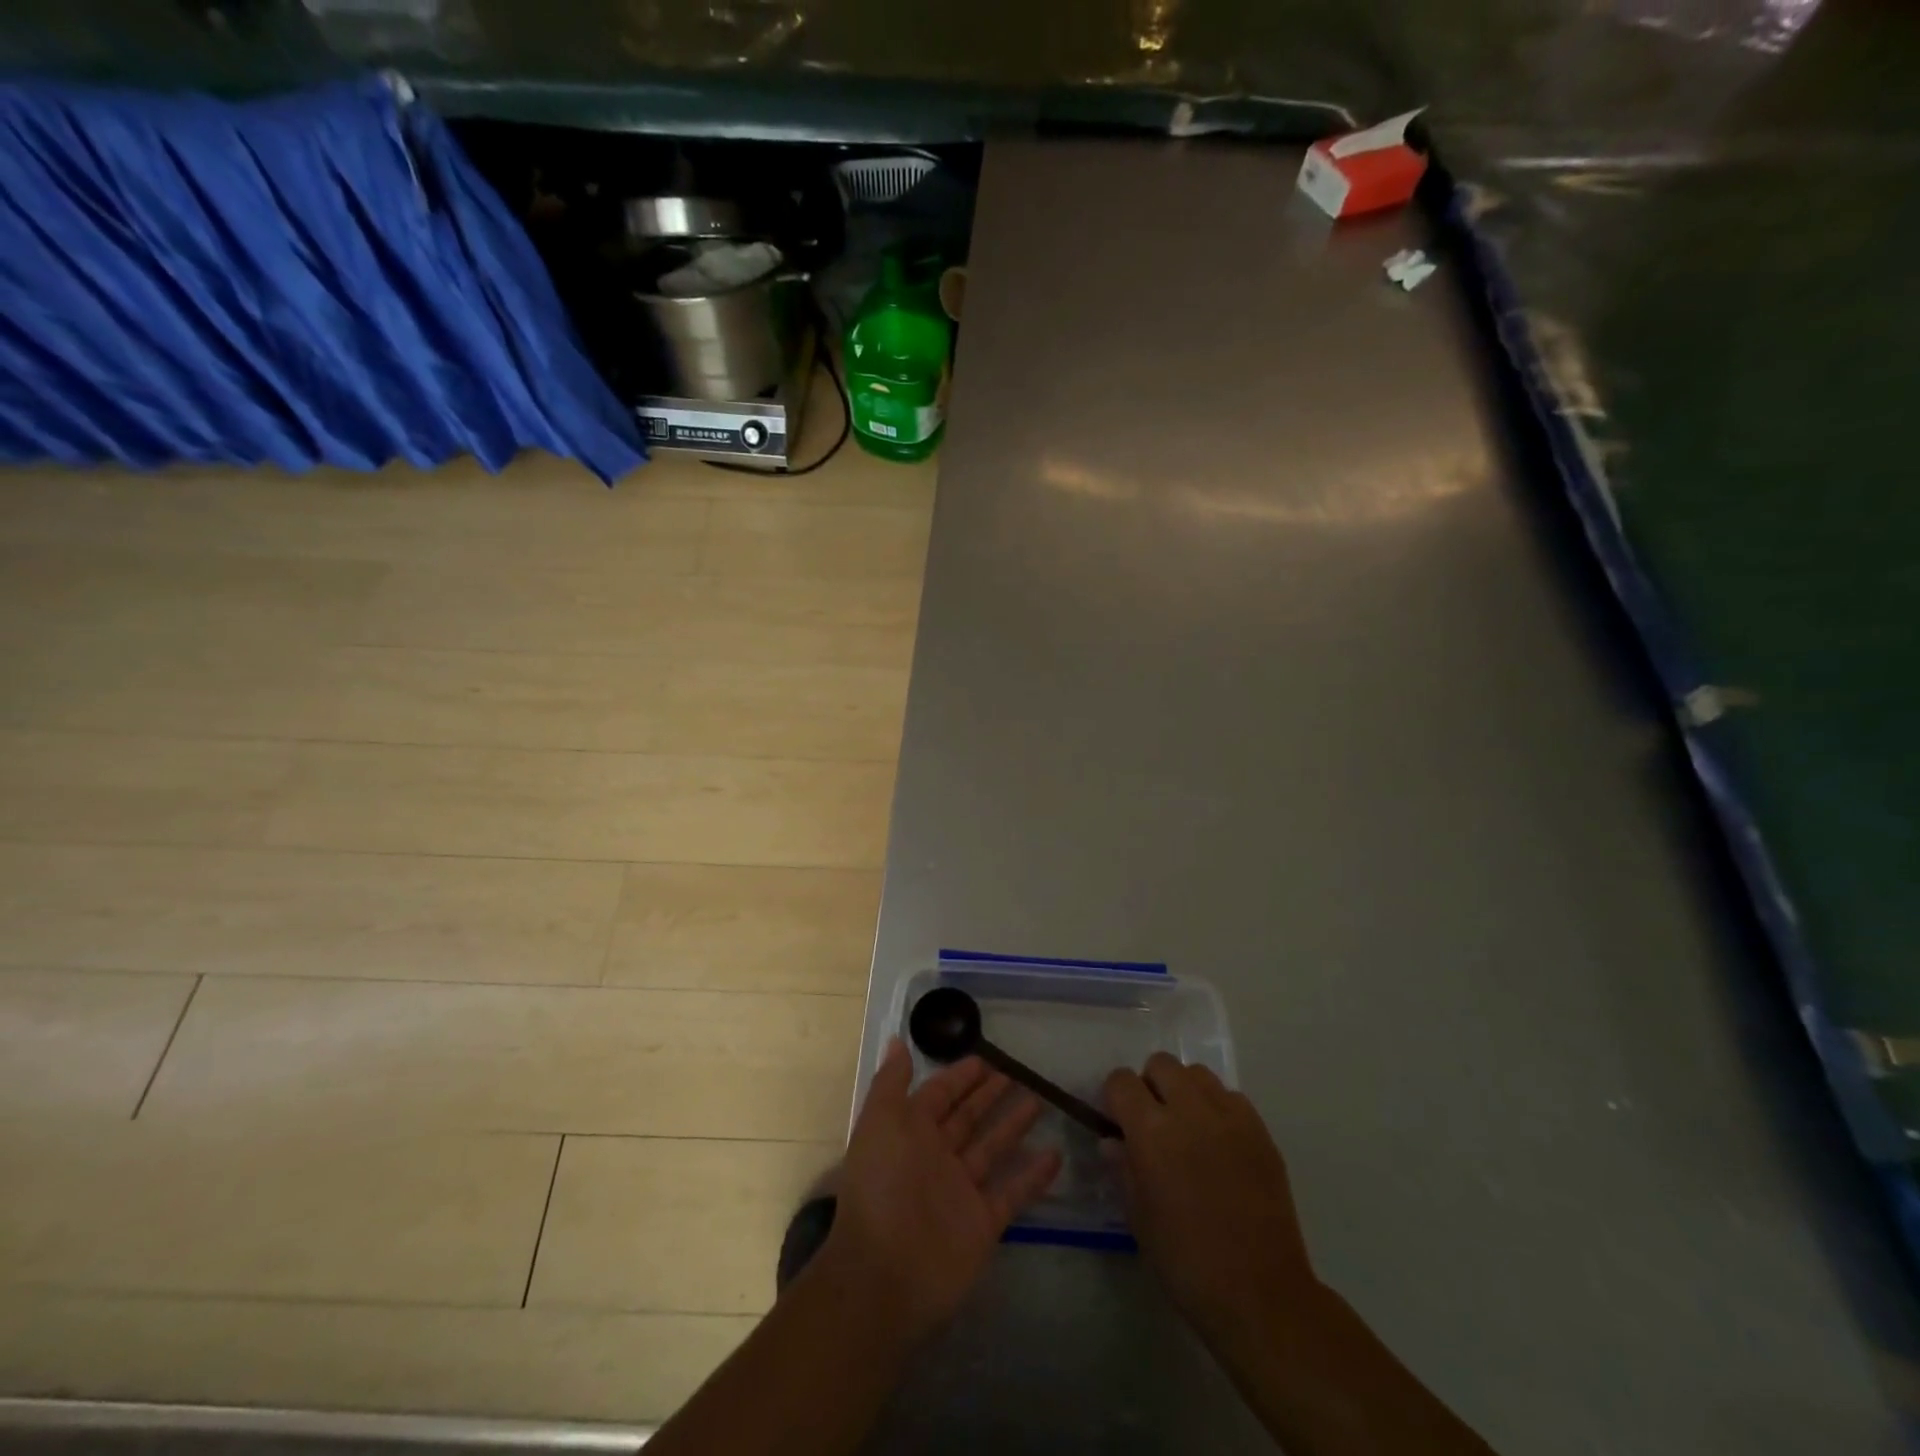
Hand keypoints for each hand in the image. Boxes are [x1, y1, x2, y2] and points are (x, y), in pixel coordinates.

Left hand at [822, 1039, 1062, 1342]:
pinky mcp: (983, 1223)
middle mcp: (936, 1157)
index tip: (986, 1058)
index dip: (959, 1077)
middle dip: (988, 1095)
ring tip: (1039, 1100)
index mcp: (909, 1132)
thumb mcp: (880, 1122)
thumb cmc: (882, 1186)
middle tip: (1016, 1073)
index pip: (939, 1095)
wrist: (885, 1275)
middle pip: (967, 1118)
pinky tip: (1056, 1154)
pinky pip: (1012, 1192)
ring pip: (992, 1149)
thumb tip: (897, 1041)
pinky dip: (1033, 1175)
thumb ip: (891, 1082)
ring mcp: (961, 1191)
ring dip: (1013, 1125)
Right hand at [1104, 1053, 1319, 1354]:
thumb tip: (1113, 1140)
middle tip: (1153, 1123)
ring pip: (1197, 1074)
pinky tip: (1220, 1145)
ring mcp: (1229, 1116)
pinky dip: (1218, 1109)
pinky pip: (1231, 1097)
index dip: (1115, 1098)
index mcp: (1151, 1131)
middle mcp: (1189, 1110)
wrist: (1260, 1293)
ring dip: (1185, 1091)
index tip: (1118, 1122)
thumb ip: (1123, 1167)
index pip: (1121, 1081)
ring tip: (1189, 1129)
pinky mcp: (1260, 1130)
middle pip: (1161, 1064)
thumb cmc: (1186, 1260)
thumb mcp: (1138, 1217)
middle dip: (1150, 1086)